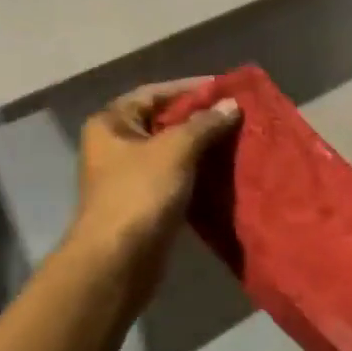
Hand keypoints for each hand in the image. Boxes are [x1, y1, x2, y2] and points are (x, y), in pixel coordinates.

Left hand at [66, 80, 240, 283]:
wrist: (117, 263)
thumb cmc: (140, 193)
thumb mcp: (176, 150)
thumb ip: (205, 124)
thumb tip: (232, 104)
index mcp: (112, 123)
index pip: (156, 92)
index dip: (191, 88)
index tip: (226, 87)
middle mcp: (116, 144)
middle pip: (164, 121)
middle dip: (201, 118)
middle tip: (238, 113)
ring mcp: (129, 175)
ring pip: (172, 151)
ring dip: (203, 146)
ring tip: (239, 138)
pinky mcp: (145, 202)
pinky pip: (176, 176)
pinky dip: (198, 172)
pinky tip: (226, 169)